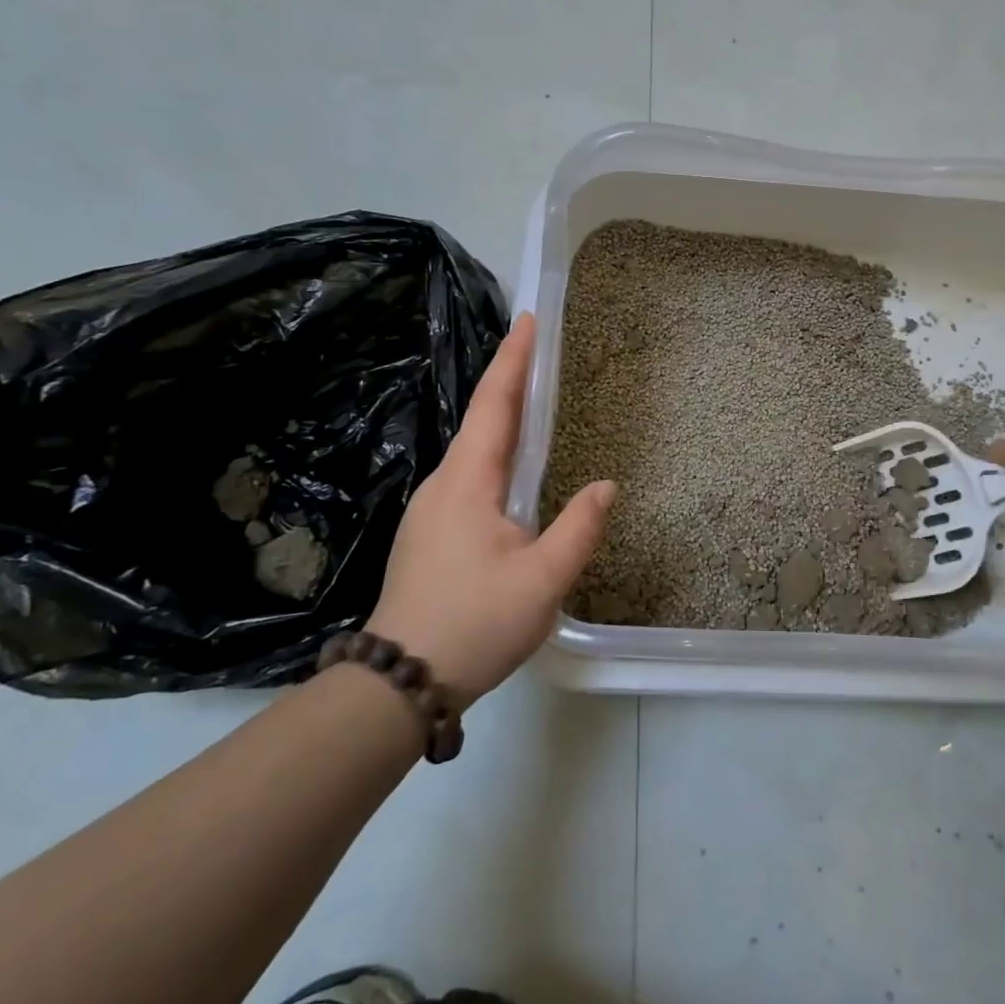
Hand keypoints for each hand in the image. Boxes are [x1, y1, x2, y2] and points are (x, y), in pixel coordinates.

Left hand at [366, 312, 614, 706]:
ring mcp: (431, 510)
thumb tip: (605, 486)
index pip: (494, 405)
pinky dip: (493, 453)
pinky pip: (467, 476)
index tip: (527, 320)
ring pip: (472, 450)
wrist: (398, 682)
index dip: (512, 360)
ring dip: (501, 418)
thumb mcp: (542, 580)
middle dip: (509, 380)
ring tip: (532, 401)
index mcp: (468, 482)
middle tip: (538, 350)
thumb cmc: (474, 623)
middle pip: (481, 419)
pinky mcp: (430, 534)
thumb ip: (578, 528)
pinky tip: (510, 470)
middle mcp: (444, 484)